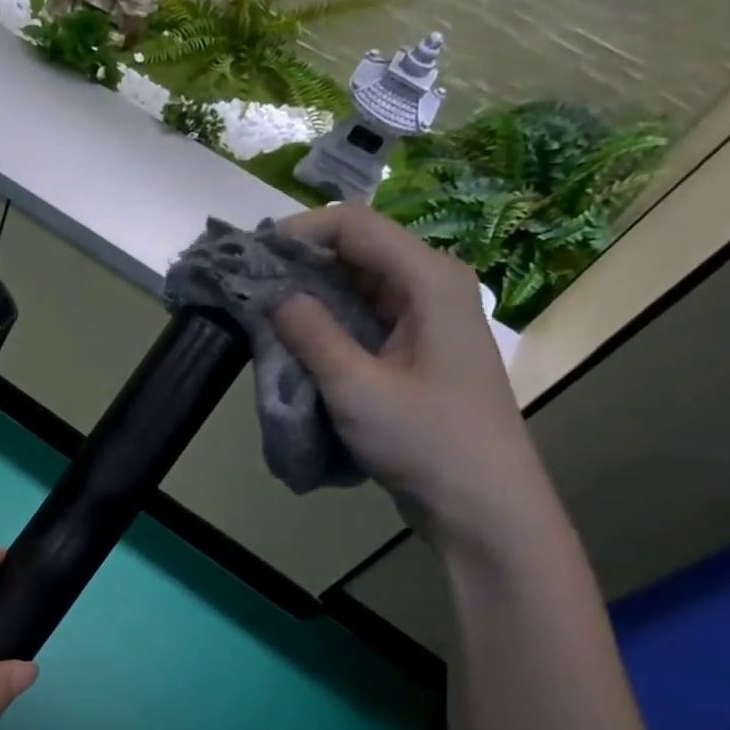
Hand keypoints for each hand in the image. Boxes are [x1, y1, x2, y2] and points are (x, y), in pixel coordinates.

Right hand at [271, 203, 555, 554]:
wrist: (482, 504)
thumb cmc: (426, 440)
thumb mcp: (356, 388)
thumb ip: (311, 334)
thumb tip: (274, 296)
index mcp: (428, 279)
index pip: (355, 225)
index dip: (299, 231)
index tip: (249, 256)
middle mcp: (432, 286)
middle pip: (357, 250)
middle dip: (300, 263)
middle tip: (247, 287)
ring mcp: (427, 319)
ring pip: (359, 285)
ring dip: (311, 295)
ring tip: (262, 313)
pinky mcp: (417, 349)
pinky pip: (366, 317)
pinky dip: (329, 322)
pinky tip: (296, 342)